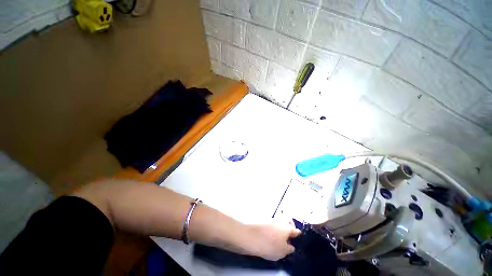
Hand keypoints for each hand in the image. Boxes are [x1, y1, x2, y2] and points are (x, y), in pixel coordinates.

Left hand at [244, 224, 300, 260]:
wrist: (251, 237)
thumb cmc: (269, 245)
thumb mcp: (282, 252)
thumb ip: (289, 249)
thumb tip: (291, 246)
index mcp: (287, 228)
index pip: (296, 231)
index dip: (298, 235)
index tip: (298, 239)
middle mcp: (280, 221)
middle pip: (288, 223)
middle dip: (289, 227)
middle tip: (288, 237)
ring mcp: (271, 219)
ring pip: (279, 222)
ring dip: (281, 228)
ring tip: (279, 238)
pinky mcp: (264, 220)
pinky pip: (272, 224)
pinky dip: (273, 228)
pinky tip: (270, 235)